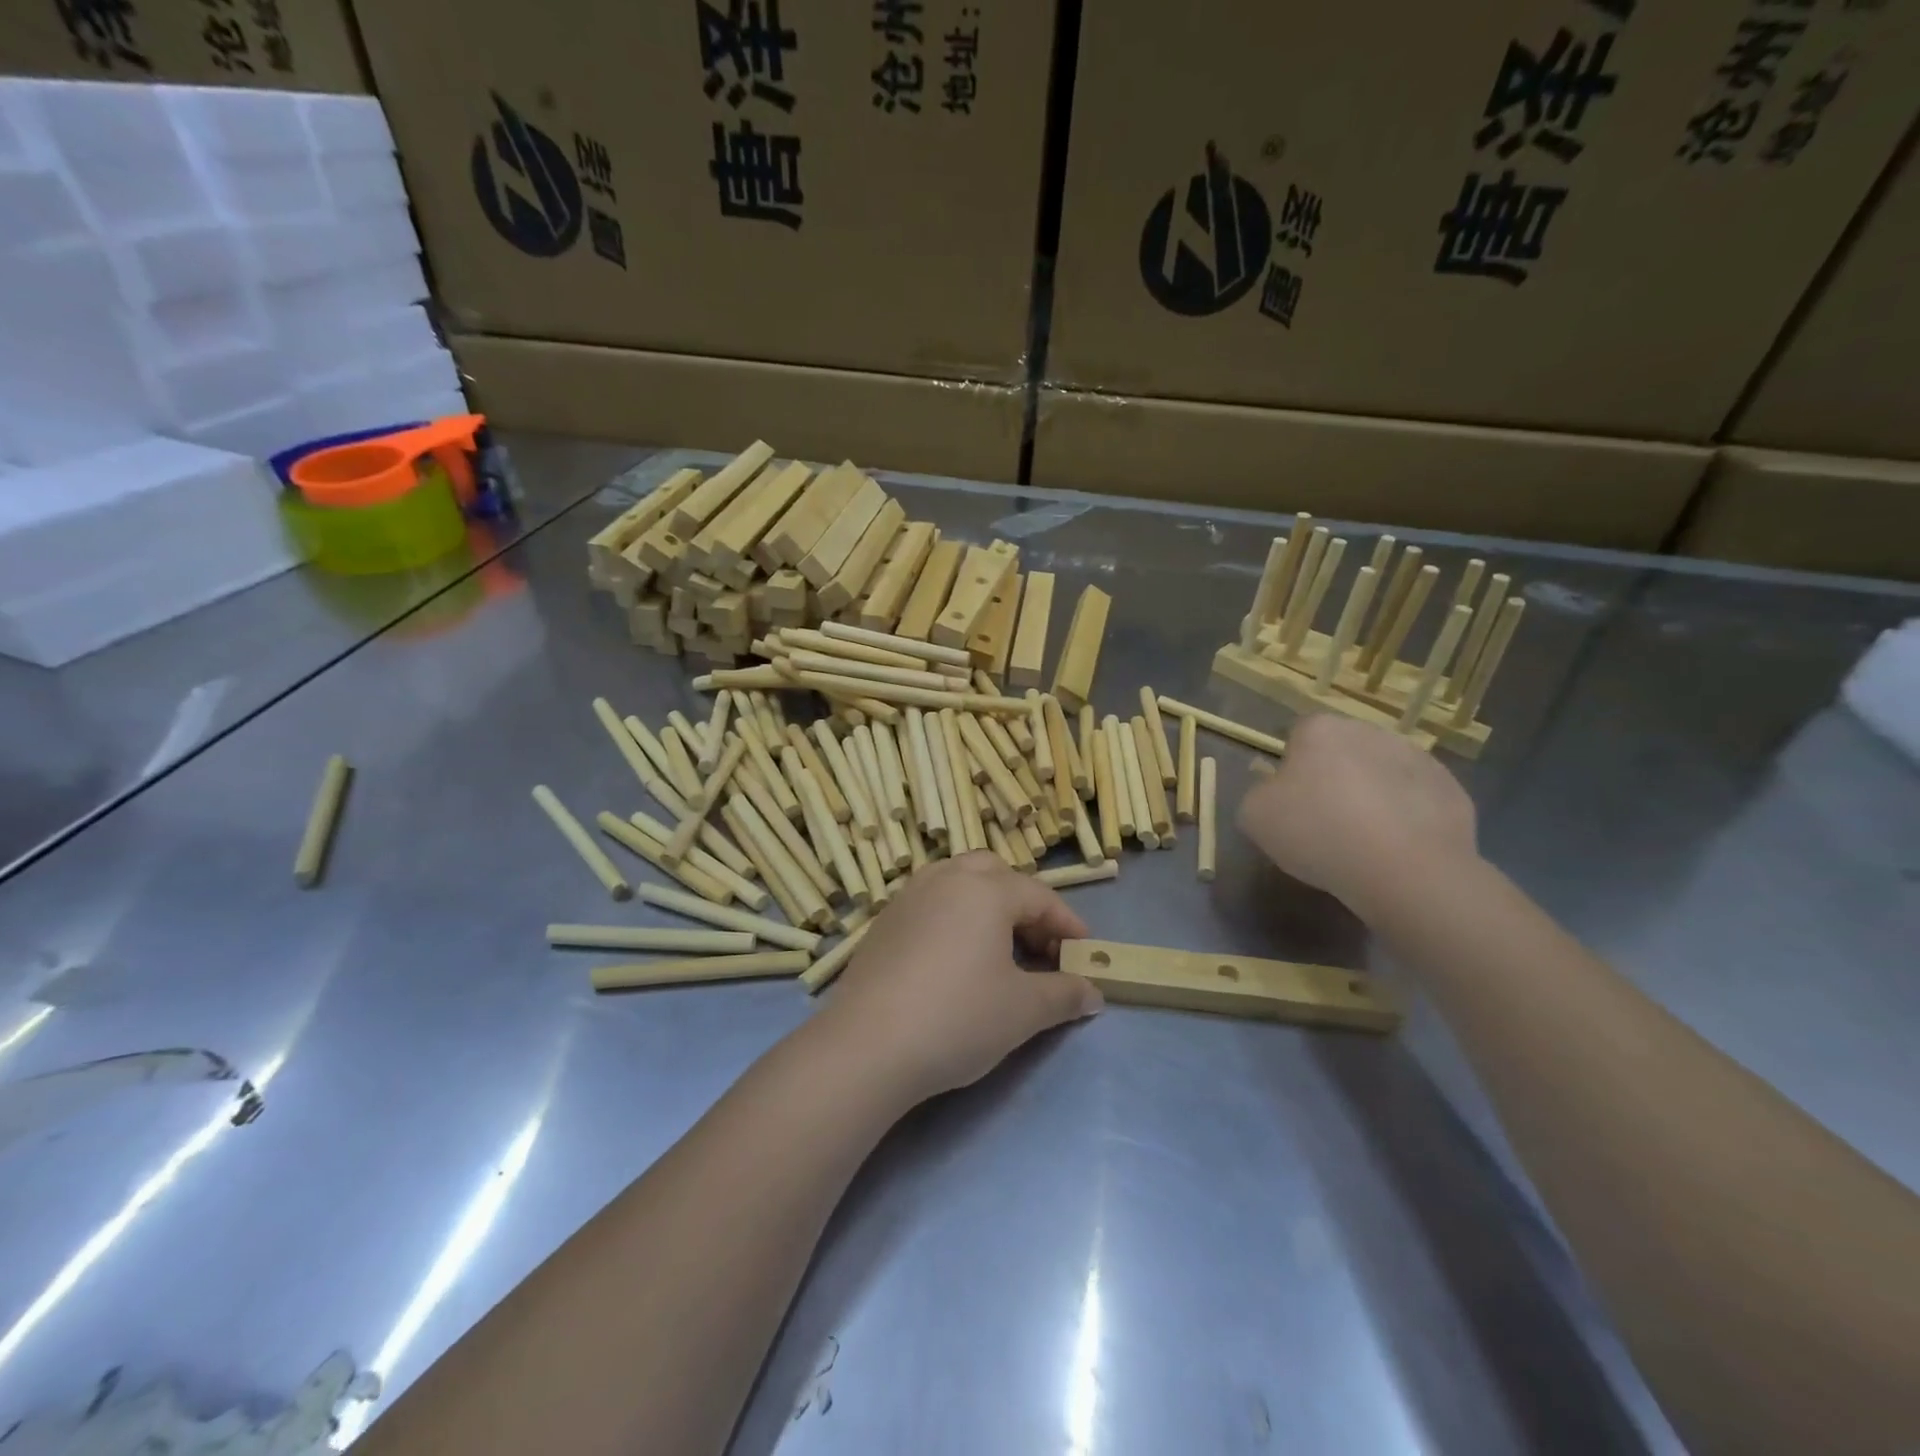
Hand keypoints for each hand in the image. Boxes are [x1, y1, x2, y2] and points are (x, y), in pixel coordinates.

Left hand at [821, 852, 1102, 1101]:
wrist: (869, 1045)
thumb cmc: (959, 1017)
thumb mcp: (1024, 1010)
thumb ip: (1065, 995)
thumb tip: (1093, 993)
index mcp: (985, 890)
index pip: (1039, 896)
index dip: (1067, 924)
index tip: (1084, 953)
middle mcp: (946, 879)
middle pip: (995, 873)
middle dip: (1023, 902)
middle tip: (1037, 944)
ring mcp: (908, 897)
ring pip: (957, 882)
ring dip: (985, 905)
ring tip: (997, 947)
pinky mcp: (883, 922)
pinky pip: (930, 903)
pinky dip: (953, 917)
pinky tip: (953, 958)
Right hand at [1236, 713, 1477, 919]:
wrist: (1406, 871)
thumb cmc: (1319, 833)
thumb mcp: (1255, 817)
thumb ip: (1258, 794)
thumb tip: (1275, 793)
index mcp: (1321, 730)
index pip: (1298, 736)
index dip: (1291, 770)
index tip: (1291, 804)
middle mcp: (1370, 732)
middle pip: (1343, 752)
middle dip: (1335, 778)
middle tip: (1326, 822)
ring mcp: (1418, 759)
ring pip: (1382, 774)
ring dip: (1373, 796)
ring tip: (1365, 842)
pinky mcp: (1452, 791)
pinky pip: (1417, 801)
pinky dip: (1407, 818)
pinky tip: (1397, 850)